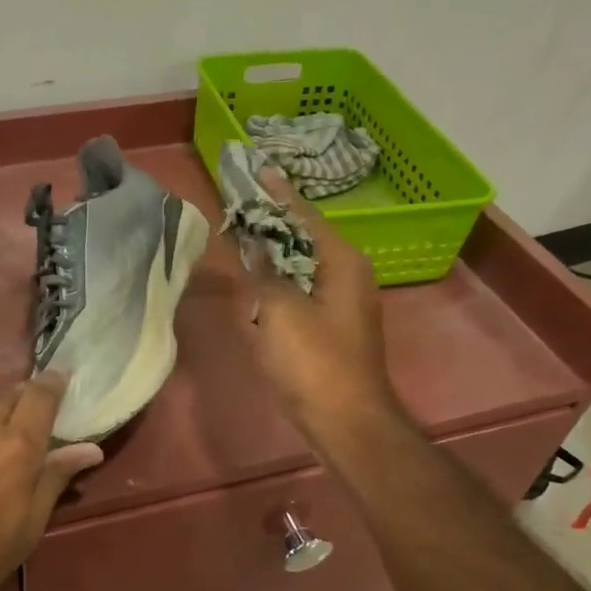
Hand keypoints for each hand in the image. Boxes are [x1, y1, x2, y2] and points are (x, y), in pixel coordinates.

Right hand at [239, 170, 406, 457]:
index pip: (306, 216)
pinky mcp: (331, 327)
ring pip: (303, 265)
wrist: (345, 420)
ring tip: (243, 236)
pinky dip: (279, 281)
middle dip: (275, 222)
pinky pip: (301, 290)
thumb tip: (254, 250)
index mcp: (342, 262)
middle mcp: (348, 275)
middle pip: (306, 238)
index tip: (261, 169)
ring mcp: (342, 303)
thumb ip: (263, 274)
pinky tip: (256, 282)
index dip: (280, 194)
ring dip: (274, 252)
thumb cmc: (314, 362)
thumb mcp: (280, 311)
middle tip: (242, 205)